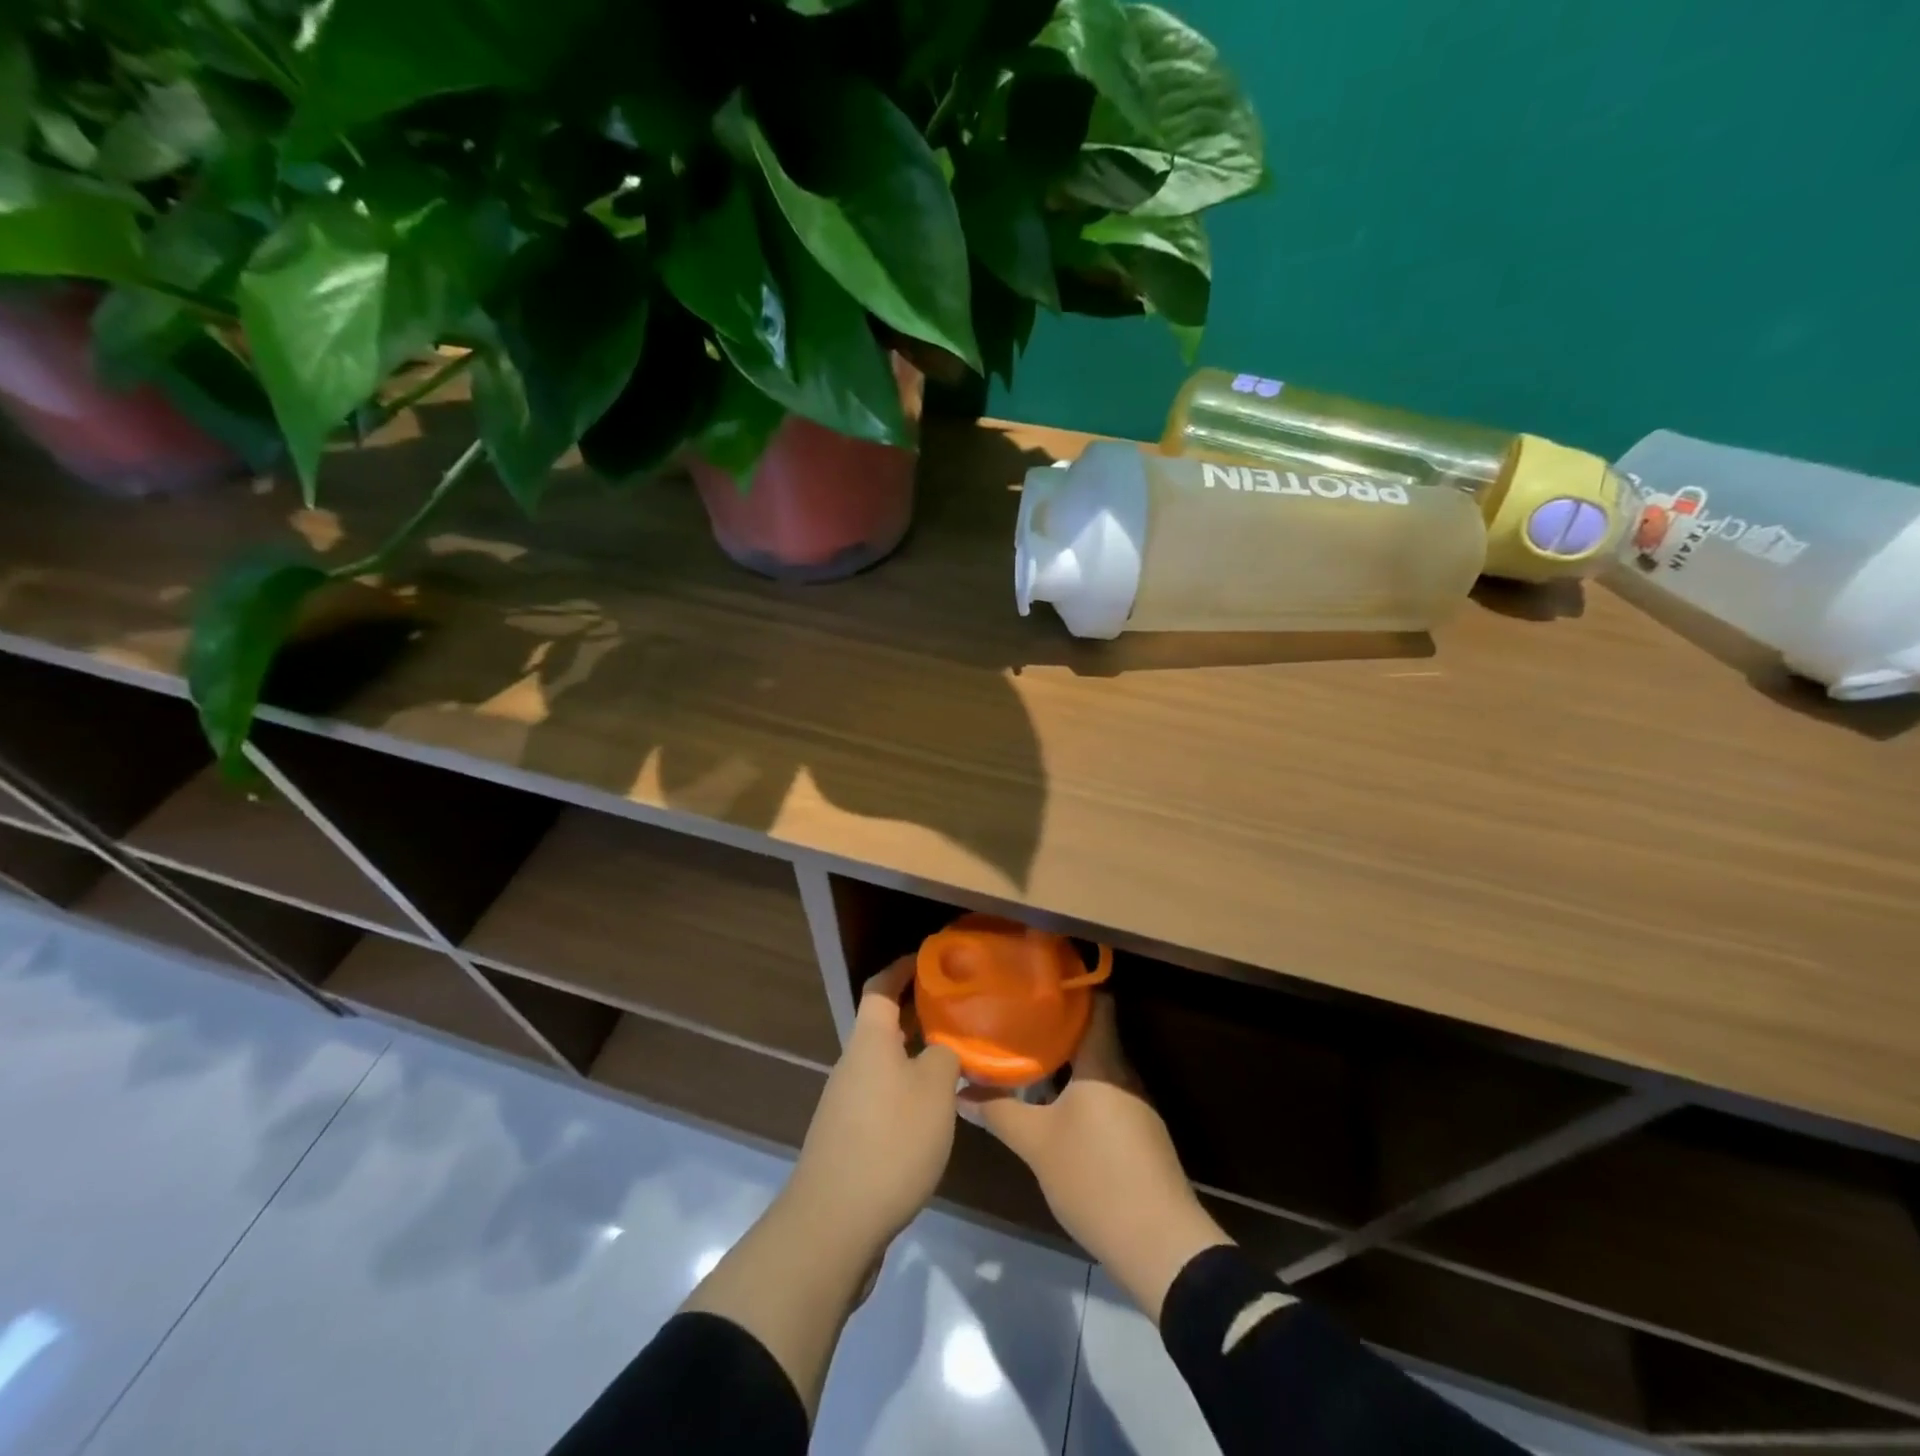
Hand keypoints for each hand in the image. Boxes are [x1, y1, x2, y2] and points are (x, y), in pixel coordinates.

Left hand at [785, 957, 961, 1252]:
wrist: (833, 1224)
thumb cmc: (890, 1142)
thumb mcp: (935, 1091)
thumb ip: (947, 1057)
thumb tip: (947, 1047)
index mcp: (870, 1041)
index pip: (881, 986)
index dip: (903, 968)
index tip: (932, 960)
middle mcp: (853, 1063)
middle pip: (883, 1024)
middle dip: (919, 1013)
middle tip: (959, 1010)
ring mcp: (846, 1102)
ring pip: (886, 1062)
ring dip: (917, 1054)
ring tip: (957, 1059)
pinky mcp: (849, 1137)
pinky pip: (883, 1095)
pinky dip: (909, 1089)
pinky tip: (936, 1110)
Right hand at [968, 994, 1230, 1321]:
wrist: (1160, 1246)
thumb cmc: (1096, 1177)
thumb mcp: (1037, 1144)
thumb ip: (999, 1112)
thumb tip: (959, 1091)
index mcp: (1103, 1063)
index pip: (1096, 1004)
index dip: (1069, 987)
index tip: (1035, 979)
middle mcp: (1123, 1075)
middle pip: (1091, 1036)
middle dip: (1054, 1027)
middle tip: (1015, 1018)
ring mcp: (1135, 1106)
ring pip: (1095, 1069)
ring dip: (1064, 1062)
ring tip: (1025, 1056)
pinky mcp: (1139, 1136)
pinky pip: (1103, 1095)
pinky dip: (1077, 1090)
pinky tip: (1051, 1103)